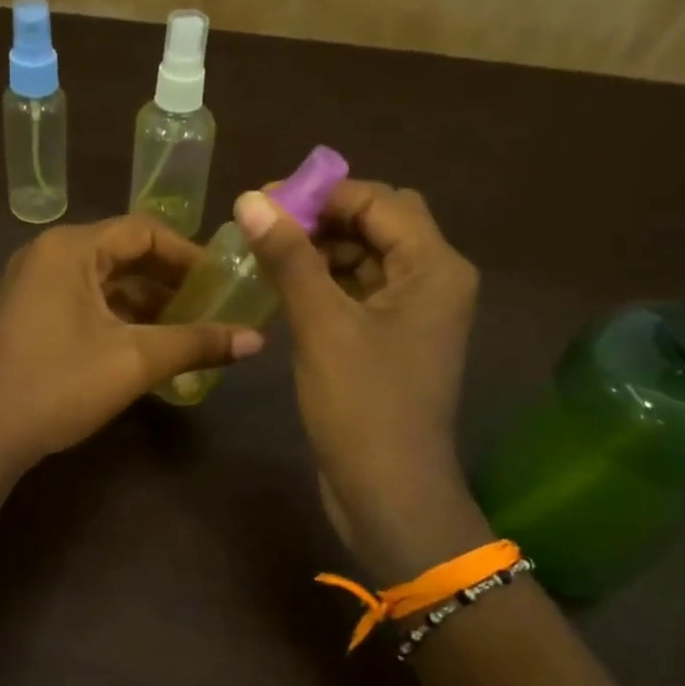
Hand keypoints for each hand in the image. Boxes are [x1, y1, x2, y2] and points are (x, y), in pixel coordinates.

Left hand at [0, 216, 263, 473]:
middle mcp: (48, 256)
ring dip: (148, 304)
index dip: (189, 254)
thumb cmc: (57, 386)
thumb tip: (258, 340)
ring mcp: (33, 287)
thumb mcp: (134, 361)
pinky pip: (85, 305)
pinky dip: (120, 320)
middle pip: (124, 255)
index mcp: (70, 249)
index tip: (226, 280)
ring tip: (192, 331)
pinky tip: (150, 346)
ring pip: (105, 284)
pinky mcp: (28, 317)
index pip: (144, 231)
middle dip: (171, 281)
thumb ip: (197, 343)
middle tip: (215, 306)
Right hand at [234, 180, 489, 582]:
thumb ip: (289, 257)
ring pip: (368, 258)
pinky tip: (286, 291)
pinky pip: (361, 292)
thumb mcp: (322, 325)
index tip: (262, 202)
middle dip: (322, 218)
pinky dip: (326, 284)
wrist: (389, 492)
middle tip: (265, 228)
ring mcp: (416, 313)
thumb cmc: (362, 405)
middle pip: (378, 223)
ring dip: (321, 250)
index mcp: (434, 267)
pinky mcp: (395, 340)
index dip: (321, 193)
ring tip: (267, 257)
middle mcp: (434, 280)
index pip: (378, 200)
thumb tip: (250, 199)